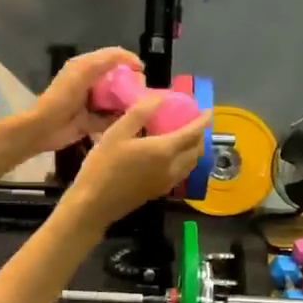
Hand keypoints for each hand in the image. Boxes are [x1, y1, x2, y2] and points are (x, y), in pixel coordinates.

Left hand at [23, 48, 141, 151]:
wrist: (43, 129)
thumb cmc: (61, 98)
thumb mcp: (83, 73)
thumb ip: (106, 61)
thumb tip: (133, 61)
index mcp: (86, 67)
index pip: (113, 57)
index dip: (128, 61)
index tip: (142, 71)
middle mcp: (90, 82)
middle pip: (118, 79)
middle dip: (131, 83)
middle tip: (142, 92)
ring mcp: (92, 103)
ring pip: (117, 99)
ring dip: (128, 102)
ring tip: (141, 107)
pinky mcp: (92, 121)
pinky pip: (111, 118)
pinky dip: (119, 120)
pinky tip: (130, 121)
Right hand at [67, 94, 208, 226]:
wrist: (94, 205)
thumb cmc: (103, 166)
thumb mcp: (116, 133)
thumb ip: (139, 113)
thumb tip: (160, 97)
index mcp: (163, 150)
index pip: (192, 133)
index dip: (203, 121)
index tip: (208, 110)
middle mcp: (172, 167)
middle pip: (196, 150)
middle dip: (201, 135)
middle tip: (196, 123)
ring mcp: (167, 182)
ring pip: (191, 164)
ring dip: (195, 150)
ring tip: (188, 138)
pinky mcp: (159, 191)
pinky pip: (182, 174)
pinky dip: (186, 162)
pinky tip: (174, 157)